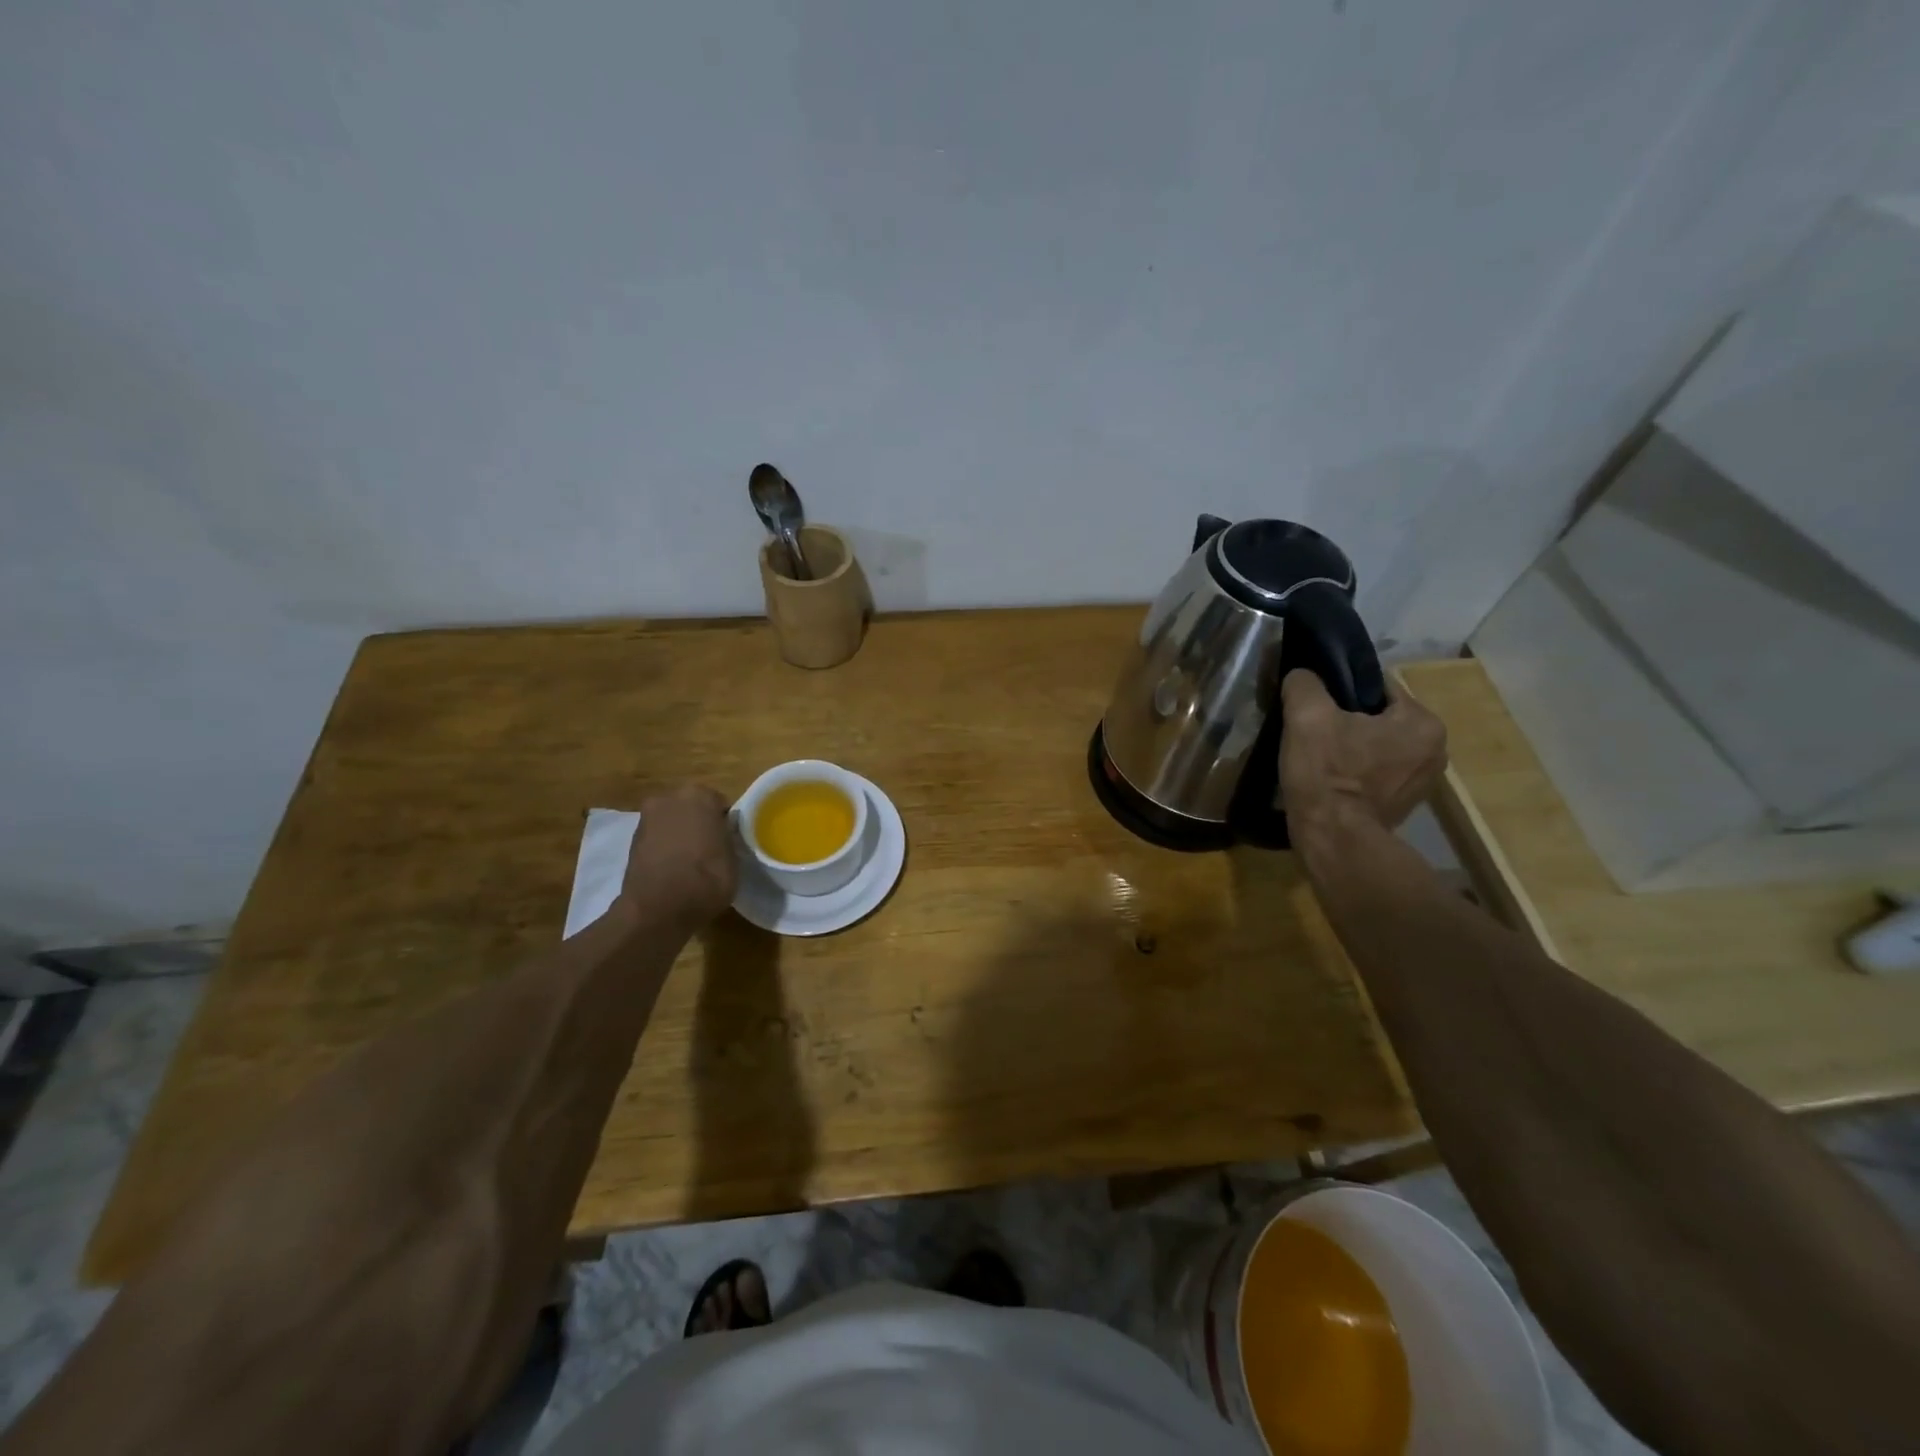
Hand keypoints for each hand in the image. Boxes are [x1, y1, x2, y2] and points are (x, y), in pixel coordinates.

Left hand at [621, 784, 737, 924]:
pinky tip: (673, 869)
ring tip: (691, 863)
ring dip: (680, 835)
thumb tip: (723, 834)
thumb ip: (728, 838)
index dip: (725, 824)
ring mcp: (646, 818)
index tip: (728, 842)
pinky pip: (658, 838)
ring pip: (673, 822)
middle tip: (711, 850)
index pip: (719, 804)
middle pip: (692, 808)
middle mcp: (670, 798)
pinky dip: (665, 848)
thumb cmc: (705, 880)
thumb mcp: (734, 859)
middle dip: (700, 824)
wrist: (657, 910)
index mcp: (699, 796)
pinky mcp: (631, 840)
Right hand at [1279, 669, 1446, 832]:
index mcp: (1422, 722)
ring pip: (1376, 745)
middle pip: (1377, 718)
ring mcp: (1422, 782)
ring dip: (1349, 746)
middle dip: (1346, 720)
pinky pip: (1376, 772)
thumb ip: (1304, 683)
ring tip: (1317, 755)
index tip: (1313, 705)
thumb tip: (1302, 674)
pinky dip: (1355, 771)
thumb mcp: (1306, 716)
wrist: (1334, 841)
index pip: (1376, 687)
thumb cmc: (1327, 774)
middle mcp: (1435, 749)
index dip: (1339, 691)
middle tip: (1311, 731)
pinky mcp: (1404, 805)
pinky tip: (1329, 779)